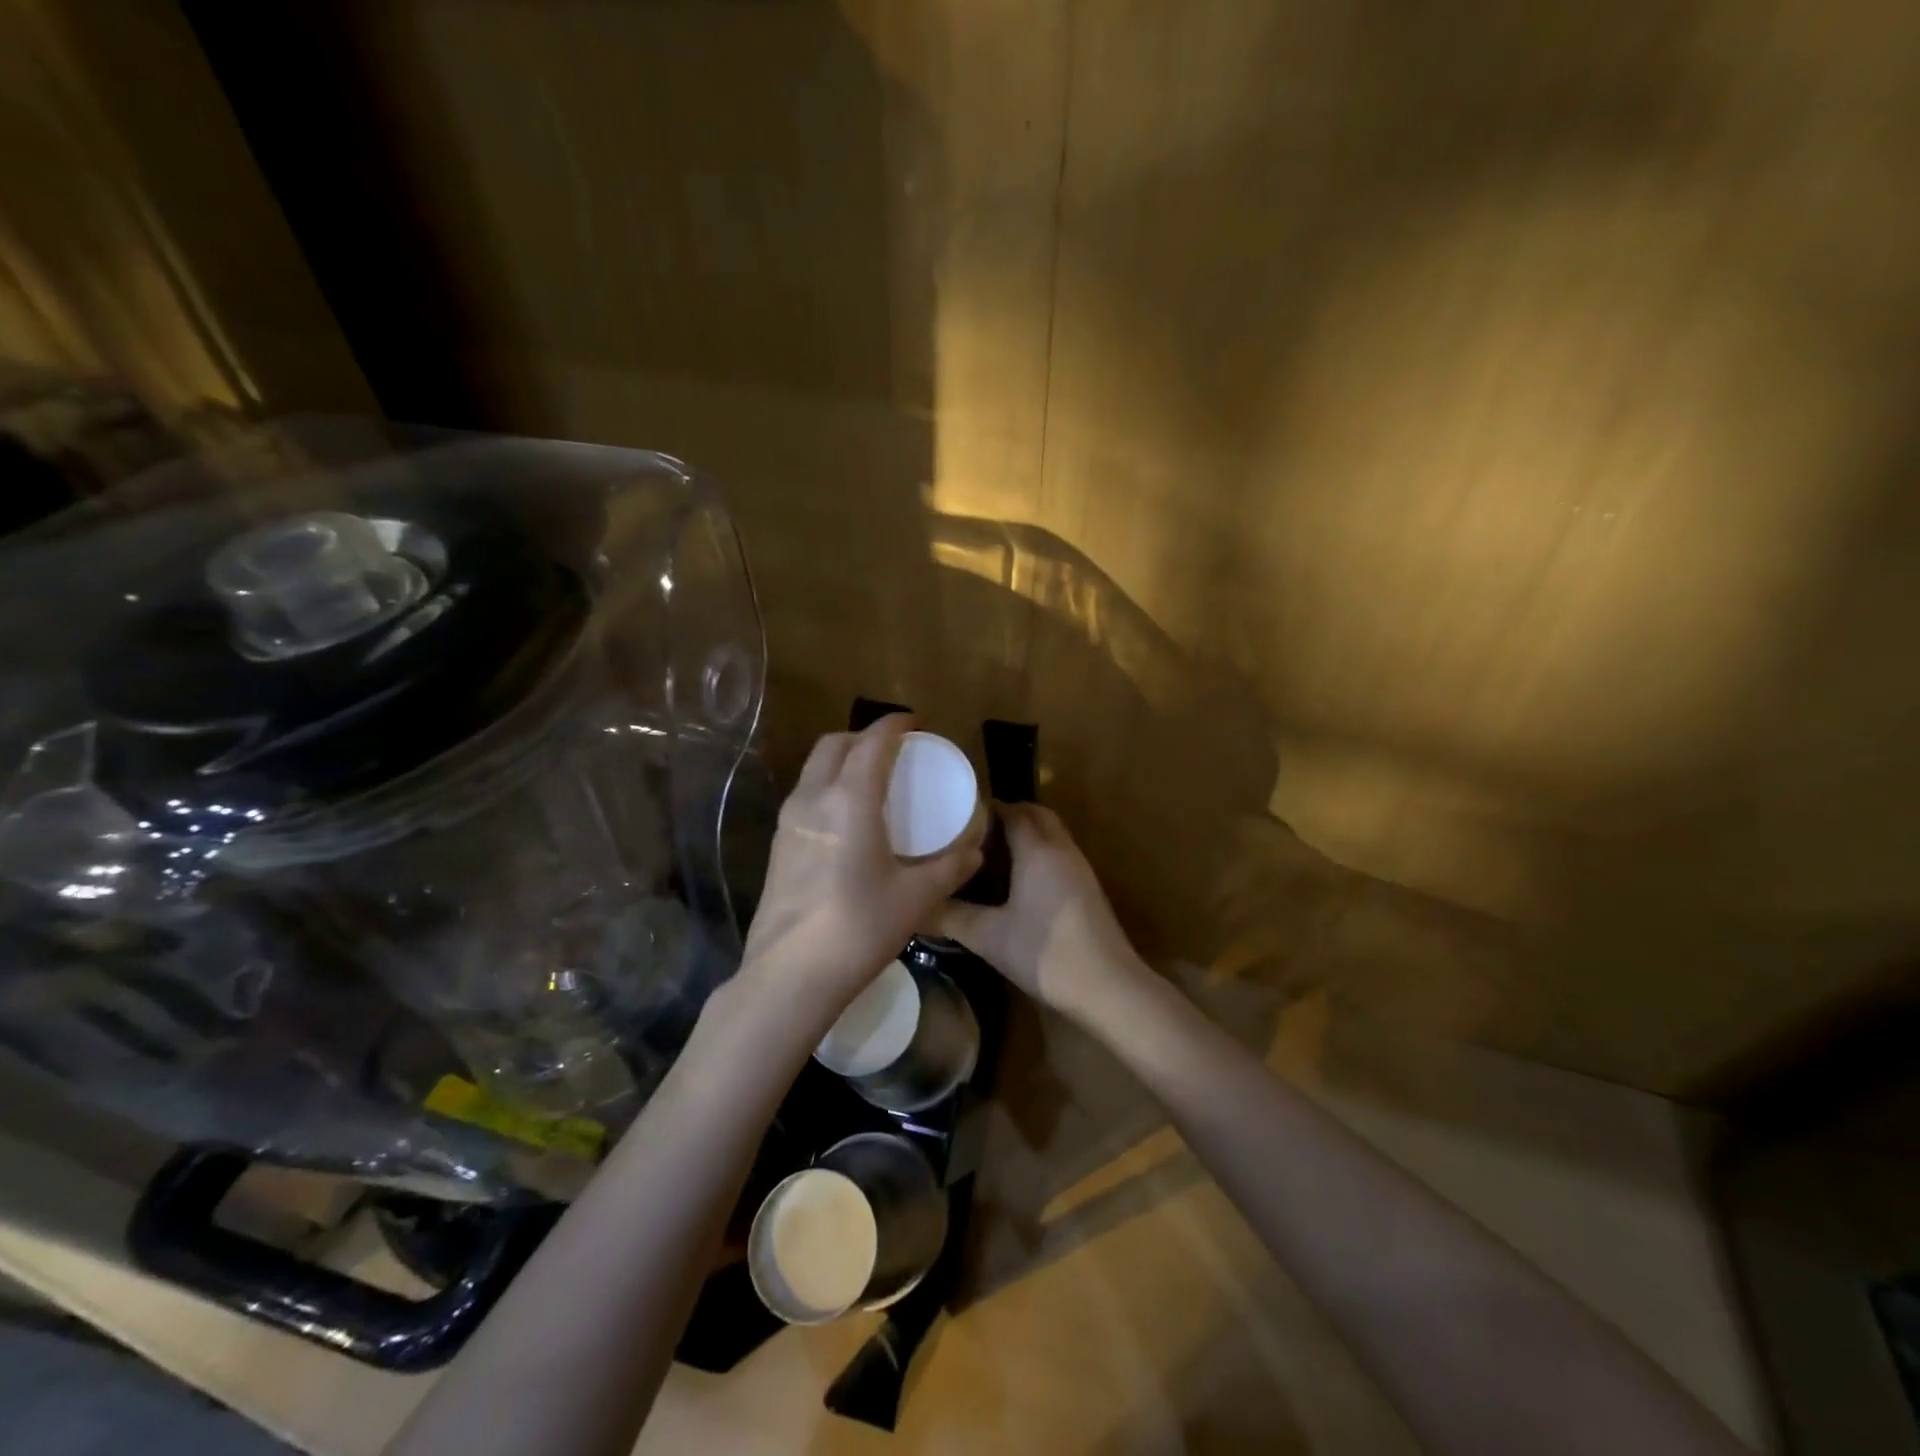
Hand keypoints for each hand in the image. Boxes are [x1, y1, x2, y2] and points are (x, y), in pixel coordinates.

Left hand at [738, 715, 982, 1018]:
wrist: (790, 974)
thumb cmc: (860, 927)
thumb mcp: (916, 897)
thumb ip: (949, 868)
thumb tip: (976, 852)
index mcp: (850, 800)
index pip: (872, 742)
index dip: (893, 725)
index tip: (913, 722)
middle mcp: (813, 798)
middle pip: (834, 745)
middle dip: (863, 737)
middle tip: (893, 750)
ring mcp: (788, 822)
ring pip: (814, 770)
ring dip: (842, 761)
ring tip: (871, 781)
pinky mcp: (777, 845)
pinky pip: (805, 796)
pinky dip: (828, 788)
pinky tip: (847, 820)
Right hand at [933, 803, 1148, 1021]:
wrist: (1107, 987)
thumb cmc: (1045, 953)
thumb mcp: (987, 936)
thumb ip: (948, 916)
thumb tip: (914, 906)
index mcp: (1037, 848)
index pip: (1010, 809)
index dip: (982, 809)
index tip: (952, 818)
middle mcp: (1060, 848)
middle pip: (1033, 814)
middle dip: (1003, 817)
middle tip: (969, 835)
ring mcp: (1078, 867)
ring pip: (1048, 834)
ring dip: (1021, 836)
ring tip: (985, 856)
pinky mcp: (1086, 888)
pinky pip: (1056, 854)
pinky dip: (1034, 854)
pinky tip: (1012, 883)